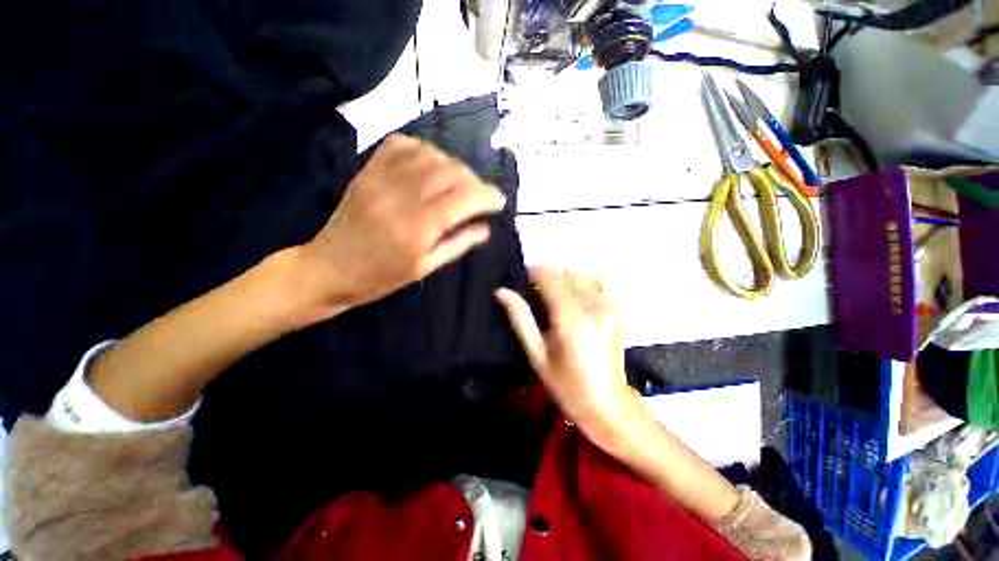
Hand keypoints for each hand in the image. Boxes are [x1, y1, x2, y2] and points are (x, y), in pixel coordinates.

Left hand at [298, 134, 506, 319]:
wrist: (329, 268)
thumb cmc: (380, 277)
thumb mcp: (425, 268)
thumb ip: (458, 244)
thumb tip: (486, 228)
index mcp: (417, 228)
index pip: (463, 198)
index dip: (487, 196)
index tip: (498, 201)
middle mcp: (400, 197)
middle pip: (451, 172)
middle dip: (474, 181)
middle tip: (479, 196)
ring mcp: (380, 179)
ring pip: (431, 154)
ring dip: (453, 166)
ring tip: (457, 183)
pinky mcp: (367, 171)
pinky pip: (401, 144)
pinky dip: (424, 150)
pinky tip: (430, 166)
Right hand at [496, 268, 637, 449]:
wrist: (608, 405)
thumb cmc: (567, 385)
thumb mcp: (537, 355)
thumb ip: (521, 319)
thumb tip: (502, 292)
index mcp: (569, 315)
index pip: (549, 276)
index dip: (533, 272)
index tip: (521, 281)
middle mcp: (591, 304)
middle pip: (566, 272)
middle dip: (548, 277)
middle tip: (535, 296)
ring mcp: (608, 306)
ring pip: (584, 275)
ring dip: (566, 279)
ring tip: (556, 298)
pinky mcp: (617, 312)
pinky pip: (603, 283)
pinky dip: (588, 282)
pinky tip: (580, 298)